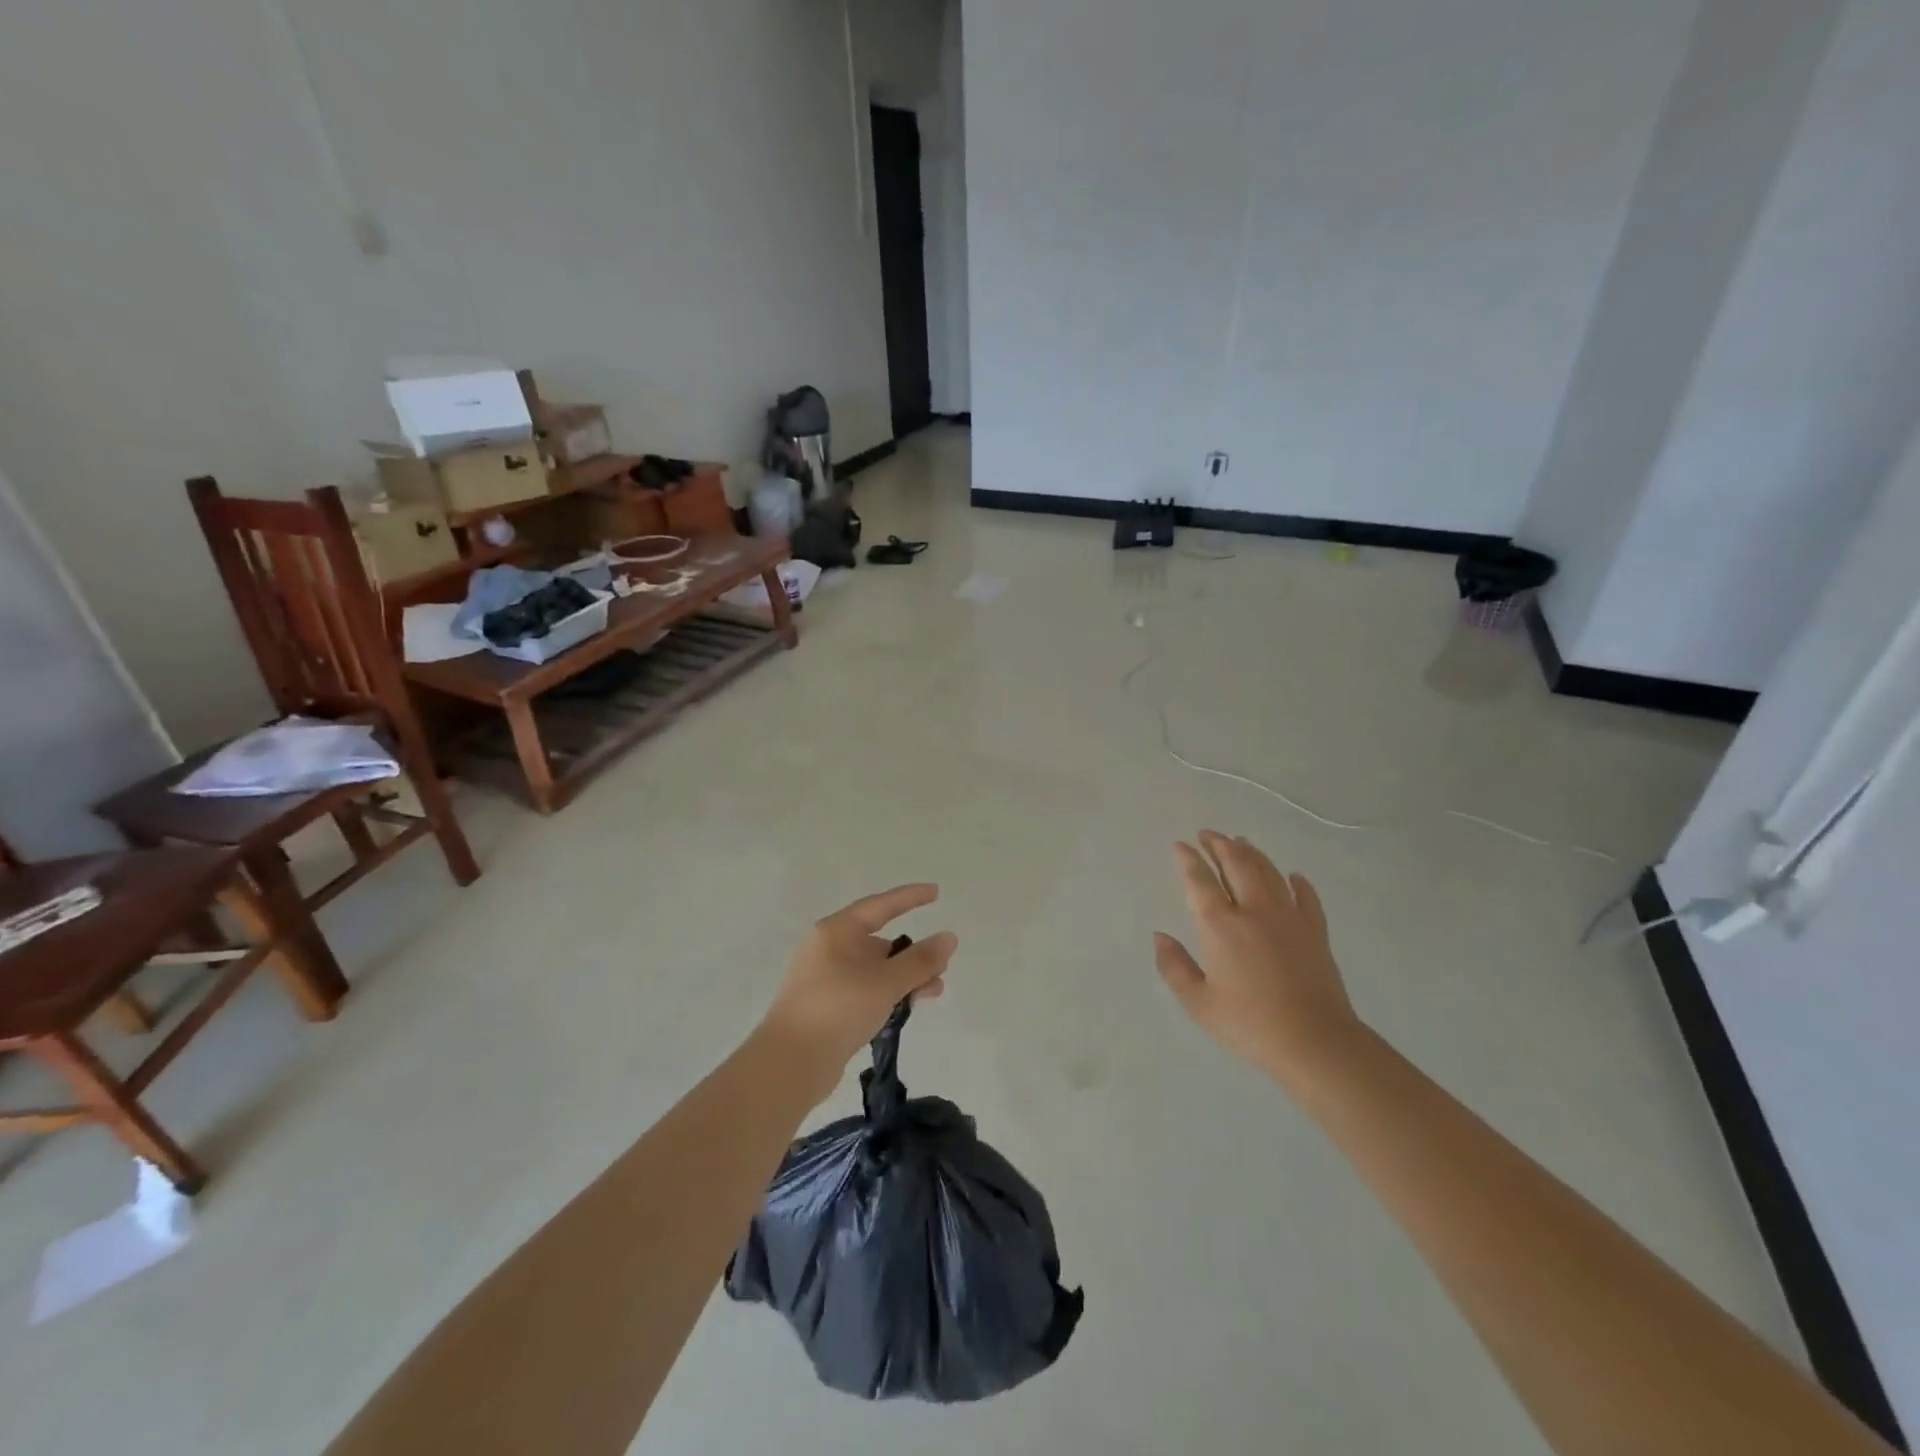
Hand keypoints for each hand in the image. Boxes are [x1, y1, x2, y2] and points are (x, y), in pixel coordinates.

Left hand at [759, 884, 957, 1099]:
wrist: (790, 1063)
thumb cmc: (838, 1008)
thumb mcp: (886, 982)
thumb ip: (920, 960)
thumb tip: (949, 937)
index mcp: (836, 931)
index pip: (880, 905)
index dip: (910, 897)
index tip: (936, 892)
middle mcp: (828, 948)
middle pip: (879, 941)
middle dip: (913, 953)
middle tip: (941, 967)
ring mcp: (825, 979)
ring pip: (874, 969)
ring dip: (905, 978)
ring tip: (932, 994)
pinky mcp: (827, 1006)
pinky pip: (865, 990)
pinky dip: (888, 994)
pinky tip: (907, 1009)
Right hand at [1154, 831, 1364, 1082]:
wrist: (1315, 1041)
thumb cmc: (1249, 1024)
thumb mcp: (1198, 1003)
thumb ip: (1174, 967)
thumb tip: (1160, 936)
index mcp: (1220, 926)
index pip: (1200, 881)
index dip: (1188, 860)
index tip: (1180, 845)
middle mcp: (1254, 911)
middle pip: (1236, 865)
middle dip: (1220, 845)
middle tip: (1208, 834)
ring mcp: (1289, 918)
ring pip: (1268, 872)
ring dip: (1251, 853)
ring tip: (1240, 841)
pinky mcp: (1315, 931)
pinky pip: (1306, 897)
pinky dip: (1297, 882)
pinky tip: (1292, 876)